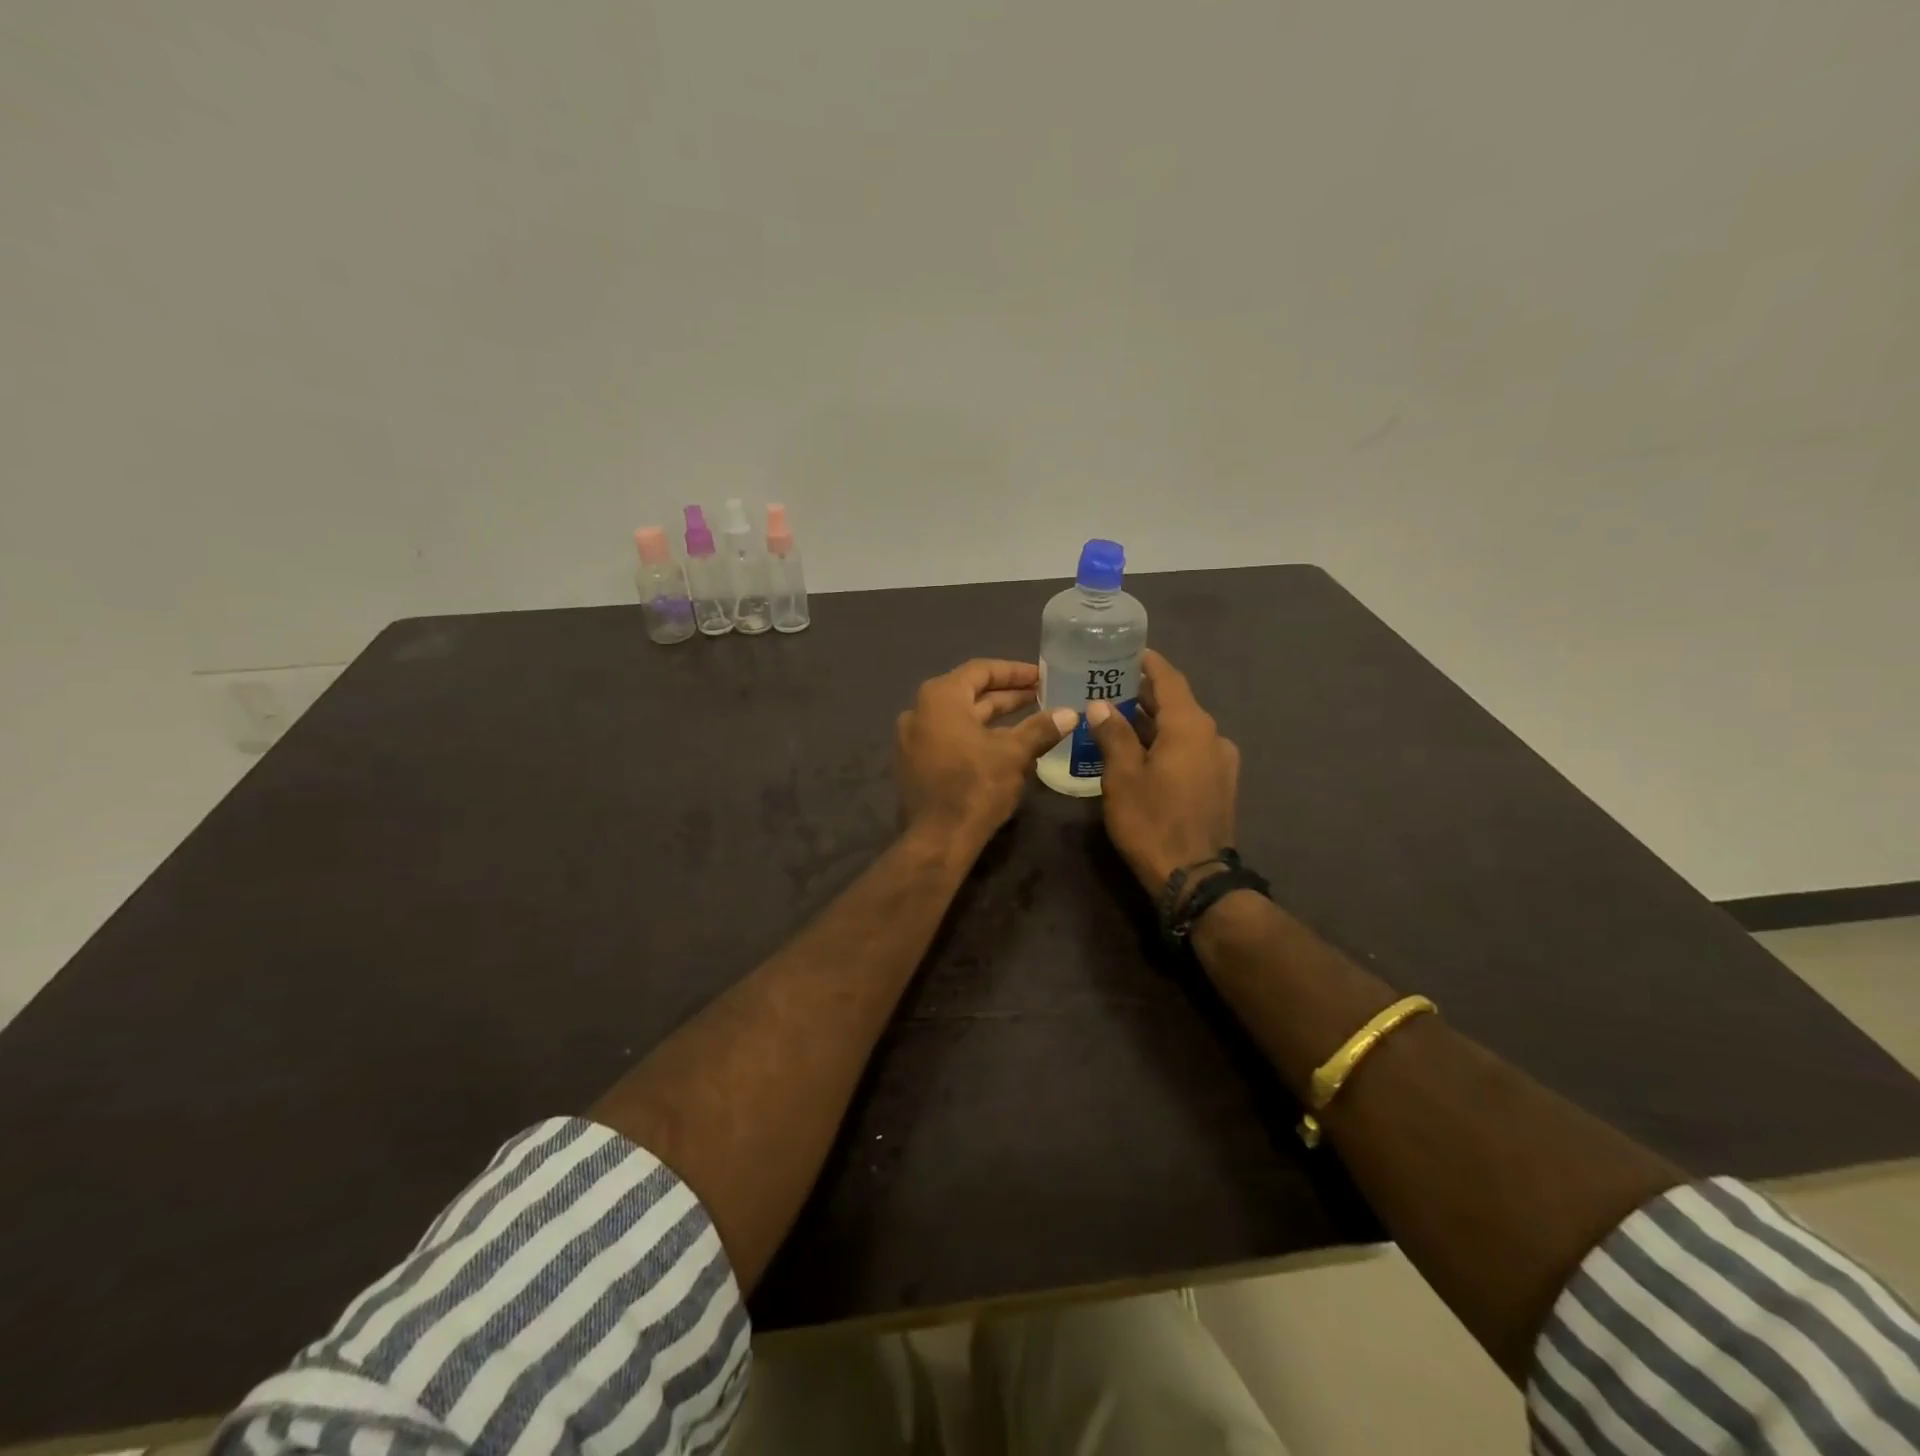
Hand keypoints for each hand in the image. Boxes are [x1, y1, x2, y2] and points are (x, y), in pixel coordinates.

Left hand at [895, 660, 1076, 850]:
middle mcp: (919, 711)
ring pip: (960, 719)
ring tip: (1030, 720)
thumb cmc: (975, 787)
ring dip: (994, 719)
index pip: (980, 670)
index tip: (1041, 676)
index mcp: (940, 698)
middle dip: (1006, 696)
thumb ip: (1041, 729)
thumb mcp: (1014, 755)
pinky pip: (950, 739)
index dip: (1014, 671)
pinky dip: (977, 738)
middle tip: (1040, 696)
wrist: (937, 840)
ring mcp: (912, 739)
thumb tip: (1070, 713)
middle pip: (969, 694)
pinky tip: (1005, 748)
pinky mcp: (914, 764)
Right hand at [1084, 649, 1240, 893]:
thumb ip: (1113, 735)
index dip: (1148, 663)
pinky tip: (1143, 755)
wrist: (1194, 878)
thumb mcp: (1122, 776)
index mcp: (1190, 726)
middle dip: (1145, 695)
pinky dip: (1167, 744)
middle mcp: (1212, 736)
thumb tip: (1101, 705)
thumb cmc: (1152, 821)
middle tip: (1110, 689)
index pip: (1169, 679)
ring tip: (1119, 722)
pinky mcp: (1220, 784)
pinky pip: (1191, 751)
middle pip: (1177, 703)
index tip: (1127, 653)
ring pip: (1184, 730)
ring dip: (1154, 723)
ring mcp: (1221, 762)